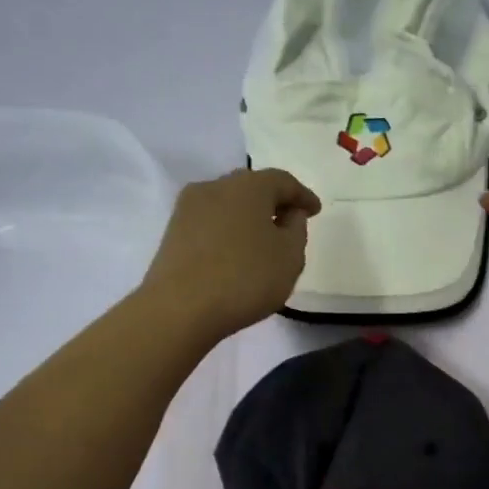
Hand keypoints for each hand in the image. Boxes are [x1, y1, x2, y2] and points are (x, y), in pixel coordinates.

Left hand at [140, 168, 320, 340]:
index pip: (283, 181)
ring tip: (262, 240)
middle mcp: (216, 186)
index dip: (302, 195)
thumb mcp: (290, 257)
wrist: (180, 308)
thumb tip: (289, 214)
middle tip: (289, 222)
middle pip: (251, 187)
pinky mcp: (173, 231)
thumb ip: (297, 230)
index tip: (315, 211)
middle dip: (273, 202)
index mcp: (249, 186)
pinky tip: (236, 253)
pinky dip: (228, 231)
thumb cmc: (246, 278)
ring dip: (248, 217)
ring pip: (228, 204)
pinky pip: (210, 223)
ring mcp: (189, 208)